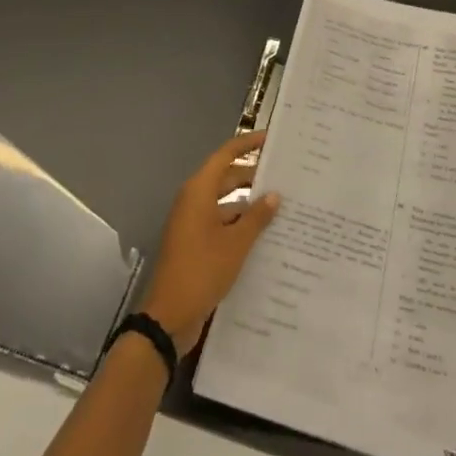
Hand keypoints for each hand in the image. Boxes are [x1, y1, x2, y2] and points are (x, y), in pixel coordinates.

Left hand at [141, 130, 280, 356]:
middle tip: (286, 177)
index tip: (272, 139)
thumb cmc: (201, 270)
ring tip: (283, 208)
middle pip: (227, 178)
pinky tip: (266, 237)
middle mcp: (194, 201)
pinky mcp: (196, 244)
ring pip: (226, 204)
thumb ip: (256, 217)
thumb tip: (274, 194)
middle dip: (254, 177)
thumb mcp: (235, 244)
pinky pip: (222, 224)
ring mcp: (193, 223)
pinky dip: (241, 225)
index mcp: (199, 191)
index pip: (226, 155)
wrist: (169, 317)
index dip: (248, 145)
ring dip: (250, 205)